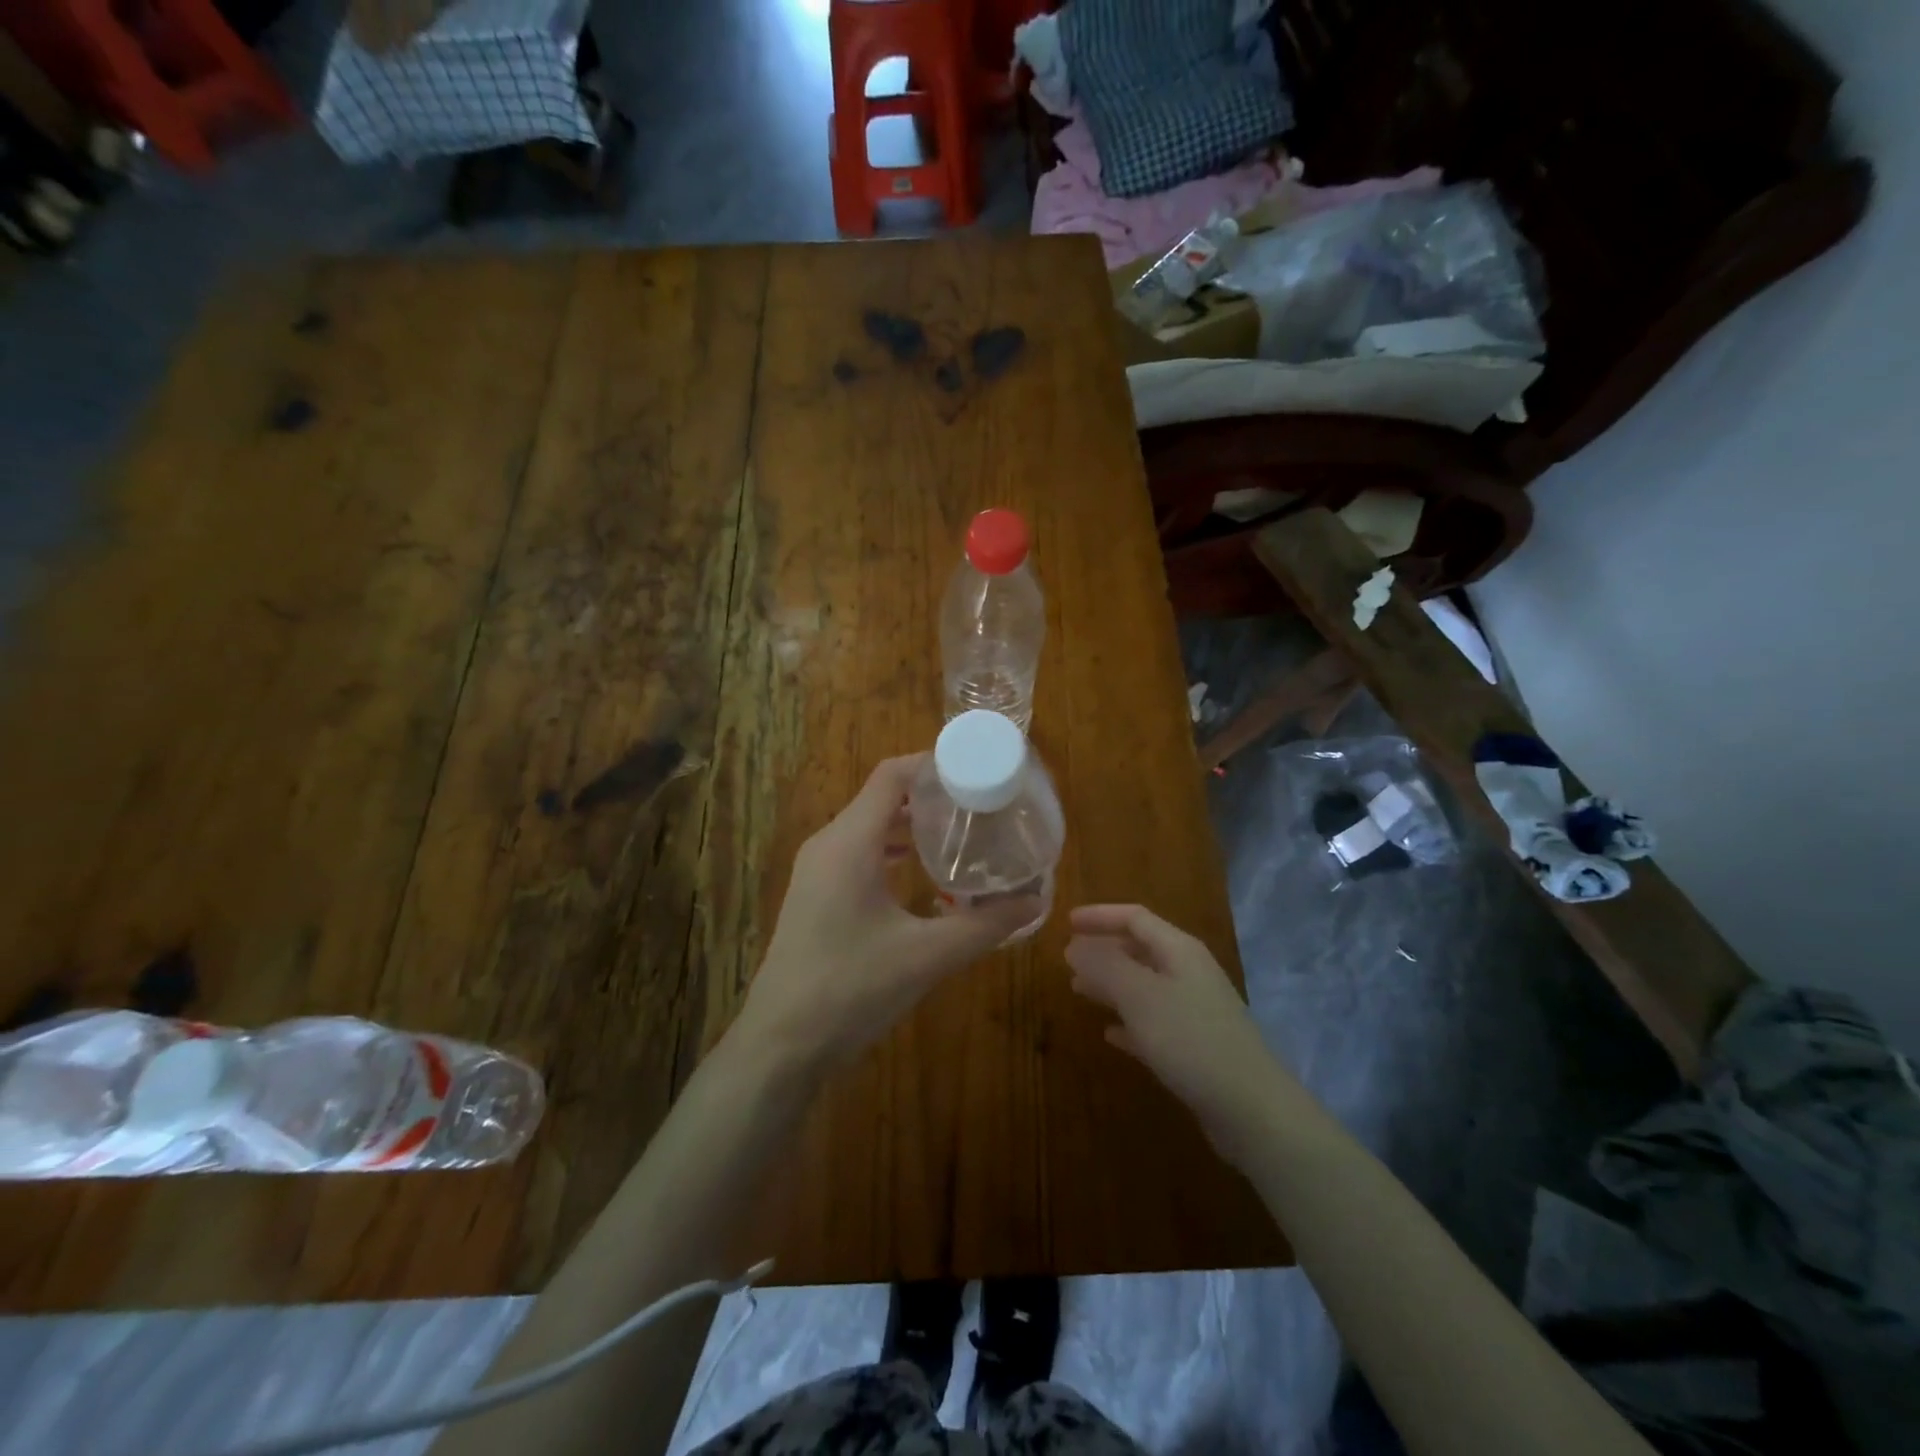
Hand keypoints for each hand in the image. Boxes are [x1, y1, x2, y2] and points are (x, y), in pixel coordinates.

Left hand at [733, 755, 1041, 1073]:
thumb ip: (986, 926)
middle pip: (882, 796)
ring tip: (961, 833)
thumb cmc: (851, 990)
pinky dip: (892, 849)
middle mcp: (828, 844)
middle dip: (931, 794)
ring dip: (911, 823)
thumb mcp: (927, 956)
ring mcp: (817, 870)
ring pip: (869, 825)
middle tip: (982, 804)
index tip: (980, 771)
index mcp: (849, 842)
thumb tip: (1036, 900)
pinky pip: (858, 852)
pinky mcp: (816, 894)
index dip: (934, 764)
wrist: (781, 1045)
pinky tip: (922, 872)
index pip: (892, 775)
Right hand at [1066, 905, 1296, 1163]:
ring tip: (1079, 990)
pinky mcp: (1195, 1047)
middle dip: (1103, 950)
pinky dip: (1128, 1022)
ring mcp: (1195, 1011)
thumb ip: (1104, 966)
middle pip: (1140, 949)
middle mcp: (1188, 973)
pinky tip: (1109, 1034)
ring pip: (1144, 986)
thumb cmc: (1191, 1040)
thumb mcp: (1140, 996)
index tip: (1066, 923)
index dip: (1099, 916)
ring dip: (1111, 984)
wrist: (1252, 1109)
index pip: (1134, 918)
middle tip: (1068, 960)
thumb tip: (1073, 946)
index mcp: (1179, 950)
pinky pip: (1153, 1023)